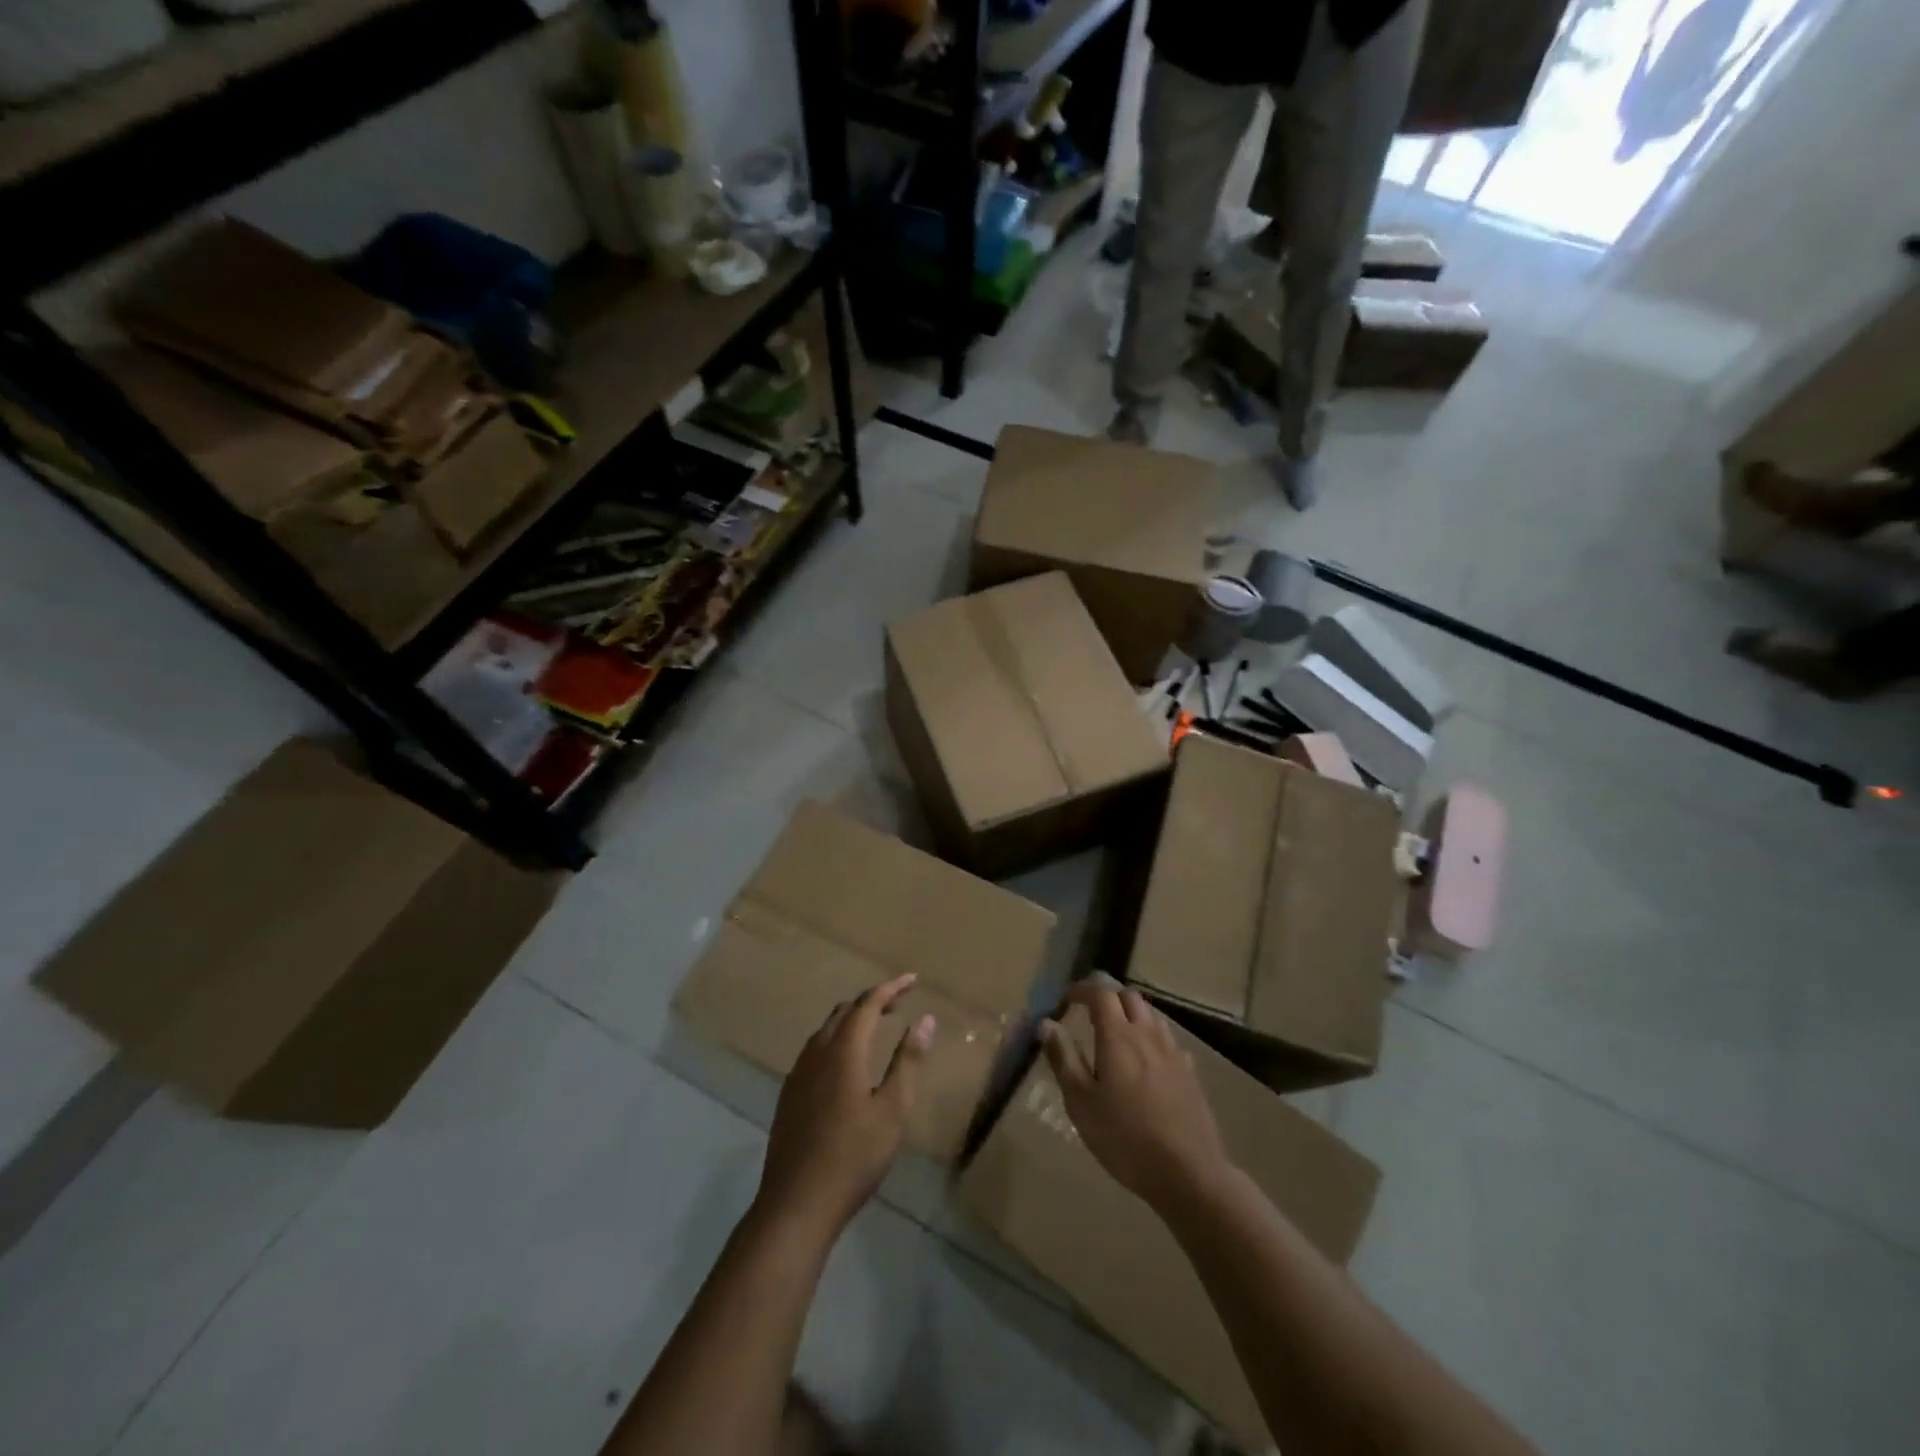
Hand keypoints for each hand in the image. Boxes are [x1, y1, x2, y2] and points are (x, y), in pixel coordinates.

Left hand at [755, 972, 934, 1240]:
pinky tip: (847, 1064)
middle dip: (872, 1001)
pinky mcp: (789, 1095)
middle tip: (898, 1004)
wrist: (795, 1205)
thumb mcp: (892, 1111)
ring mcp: (798, 1074)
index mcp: (843, 1051)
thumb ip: (907, 1062)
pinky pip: (815, 1050)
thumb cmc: (853, 1158)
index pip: (867, 1004)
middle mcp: (816, 1053)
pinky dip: (837, 1040)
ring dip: (852, 1020)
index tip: (913, 979)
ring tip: (876, 1028)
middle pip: (844, 1011)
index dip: (891, 988)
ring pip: (826, 1030)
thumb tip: (925, 1020)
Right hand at [1040, 977, 1231, 1213]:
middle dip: (1108, 997)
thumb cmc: (1124, 1138)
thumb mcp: (1081, 1102)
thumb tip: (1047, 1023)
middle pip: (1129, 997)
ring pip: (1151, 1015)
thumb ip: (1063, 1058)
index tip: (1068, 998)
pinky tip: (1145, 1060)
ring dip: (1131, 1014)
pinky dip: (1150, 1036)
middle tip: (1090, 1013)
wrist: (1188, 1172)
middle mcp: (1147, 1034)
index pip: (1101, 994)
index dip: (1083, 990)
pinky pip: (1167, 1039)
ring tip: (1116, 1033)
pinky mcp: (1189, 1072)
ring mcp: (1172, 1052)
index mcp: (1118, 1036)